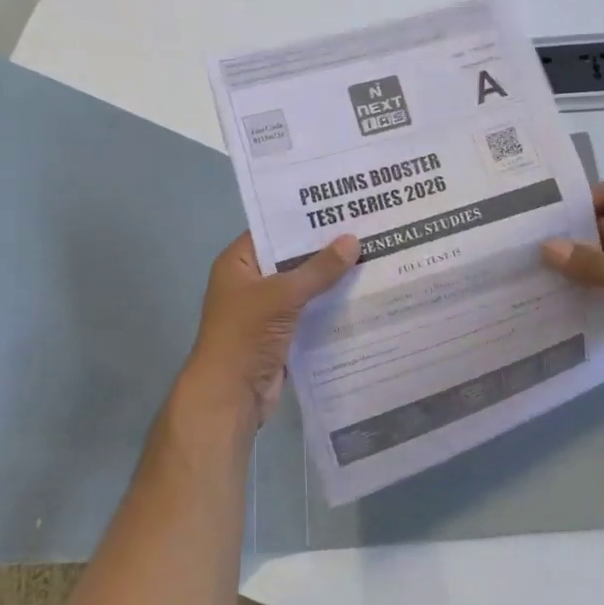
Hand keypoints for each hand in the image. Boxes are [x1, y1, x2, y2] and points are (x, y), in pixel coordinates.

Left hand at [180, 232, 359, 430]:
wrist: (231, 395)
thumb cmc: (245, 335)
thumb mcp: (282, 295)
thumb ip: (318, 269)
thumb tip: (353, 240)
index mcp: (239, 263)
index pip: (273, 231)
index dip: (304, 220)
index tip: (340, 208)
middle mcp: (251, 282)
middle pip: (292, 259)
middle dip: (325, 250)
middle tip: (366, 230)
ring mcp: (266, 310)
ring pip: (304, 287)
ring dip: (331, 280)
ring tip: (373, 258)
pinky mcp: (282, 334)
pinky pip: (310, 312)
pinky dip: (331, 306)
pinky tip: (363, 295)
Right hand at [542, 181, 603, 407]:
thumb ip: (594, 264)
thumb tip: (546, 248)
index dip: (588, 199)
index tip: (551, 213)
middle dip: (573, 233)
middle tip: (532, 240)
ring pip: (602, 257)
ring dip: (576, 262)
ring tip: (537, 266)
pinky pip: (603, 282)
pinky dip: (584, 285)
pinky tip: (558, 292)